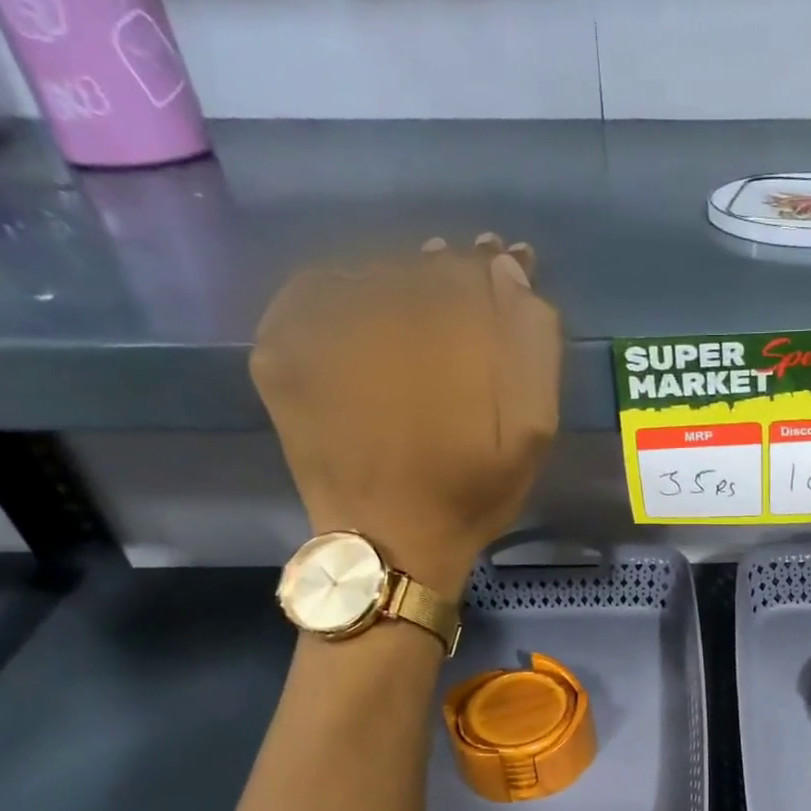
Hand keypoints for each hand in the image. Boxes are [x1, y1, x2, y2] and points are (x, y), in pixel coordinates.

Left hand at [250, 234, 560, 594]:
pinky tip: (361, 314)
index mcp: (446, 338)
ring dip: (398, 281)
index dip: (490, 266)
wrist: (390, 544)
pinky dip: (337, 290)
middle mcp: (376, 319)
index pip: (470, 268)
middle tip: (462, 286)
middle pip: (418, 267)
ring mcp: (317, 333)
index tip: (502, 268)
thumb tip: (508, 272)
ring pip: (367, 274)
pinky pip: (309, 291)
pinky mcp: (280, 354)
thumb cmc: (471, 494)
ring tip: (415, 309)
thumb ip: (531, 347)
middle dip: (447, 272)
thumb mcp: (531, 433)